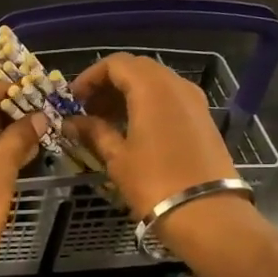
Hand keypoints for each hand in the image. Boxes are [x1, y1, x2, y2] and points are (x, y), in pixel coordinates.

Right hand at [69, 53, 238, 218]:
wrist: (207, 212)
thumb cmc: (154, 182)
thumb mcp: (117, 157)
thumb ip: (93, 132)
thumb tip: (71, 123)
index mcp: (151, 87)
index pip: (115, 64)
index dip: (90, 77)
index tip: (74, 100)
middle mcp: (176, 85)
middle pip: (137, 69)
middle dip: (109, 84)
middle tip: (88, 110)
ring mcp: (194, 100)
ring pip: (155, 83)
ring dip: (129, 95)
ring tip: (107, 122)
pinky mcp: (204, 118)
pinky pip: (170, 99)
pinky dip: (148, 105)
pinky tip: (134, 130)